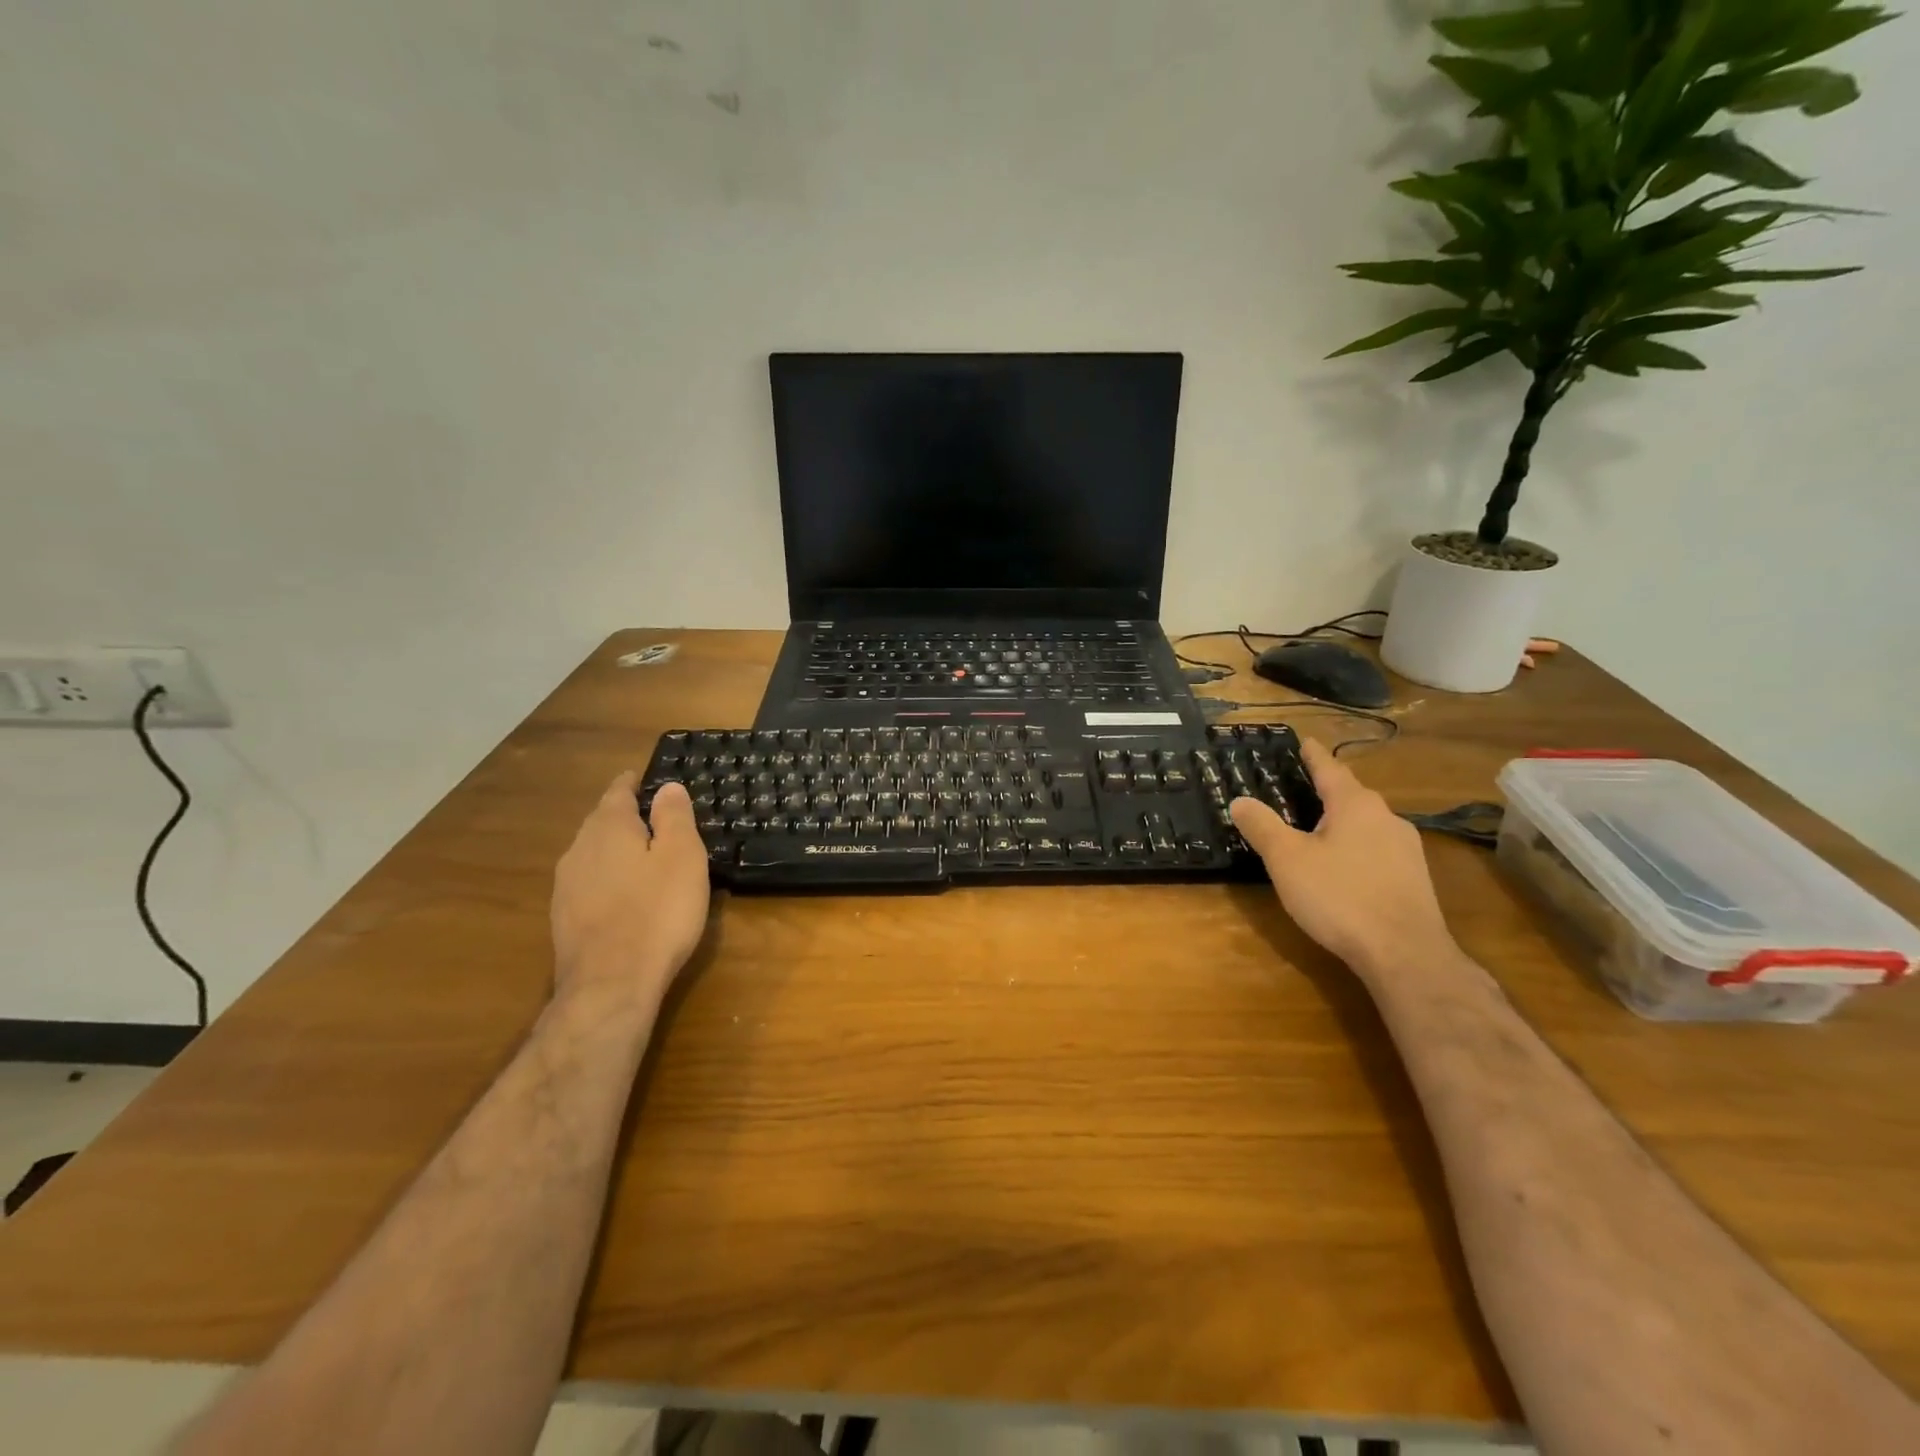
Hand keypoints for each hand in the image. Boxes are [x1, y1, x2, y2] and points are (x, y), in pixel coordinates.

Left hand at [551, 775, 710, 1003]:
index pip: (618, 792)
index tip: (645, 779)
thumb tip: (667, 787)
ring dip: (615, 851)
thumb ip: (674, 817)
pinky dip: (608, 880)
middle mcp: (579, 850)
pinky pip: (590, 884)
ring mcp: (566, 887)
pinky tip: (625, 897)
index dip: (634, 783)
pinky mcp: (564, 920)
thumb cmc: (658, 912)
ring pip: (593, 855)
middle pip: (602, 822)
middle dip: (625, 818)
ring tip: (643, 858)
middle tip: (655, 819)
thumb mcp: (682, 857)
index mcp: (608, 827)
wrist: (611, 984)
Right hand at [1231, 739, 1455, 977]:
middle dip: (1327, 790)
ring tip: (1317, 828)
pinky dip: (1356, 847)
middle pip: (1351, 795)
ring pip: (1367, 823)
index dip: (1312, 755)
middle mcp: (1386, 818)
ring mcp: (1406, 849)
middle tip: (1300, 788)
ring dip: (1342, 821)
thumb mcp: (1287, 860)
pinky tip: (1343, 866)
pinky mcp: (1414, 879)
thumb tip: (1239, 800)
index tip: (1304, 741)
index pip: (1329, 768)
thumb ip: (1262, 826)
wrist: (1405, 954)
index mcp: (1355, 805)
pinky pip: (1377, 849)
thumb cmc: (1339, 896)